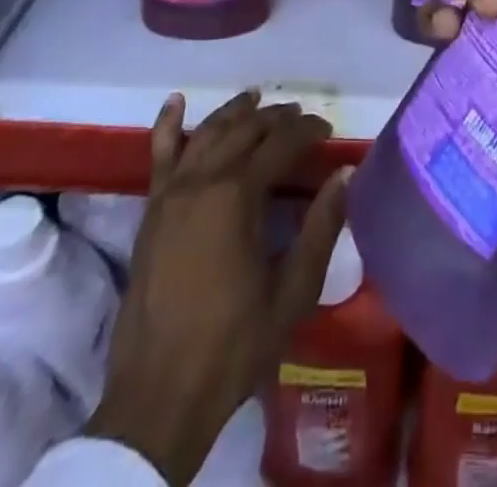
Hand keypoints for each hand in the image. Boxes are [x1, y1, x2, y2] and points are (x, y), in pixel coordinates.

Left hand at [87, 90, 347, 486]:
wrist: (158, 397)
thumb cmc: (234, 345)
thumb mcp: (292, 291)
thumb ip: (321, 227)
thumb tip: (345, 174)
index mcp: (238, 196)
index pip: (281, 144)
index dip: (308, 131)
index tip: (328, 130)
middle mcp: (202, 181)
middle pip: (244, 130)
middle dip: (276, 118)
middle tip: (301, 117)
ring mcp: (171, 193)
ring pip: (207, 133)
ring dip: (235, 112)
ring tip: (257, 99)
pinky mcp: (151, 211)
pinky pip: (159, 155)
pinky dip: (167, 124)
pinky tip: (176, 102)